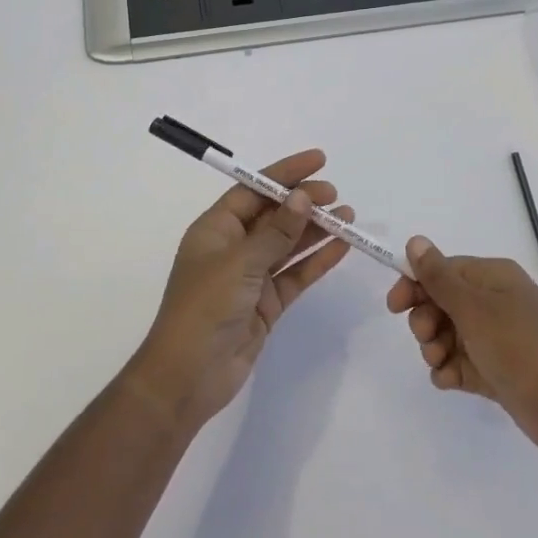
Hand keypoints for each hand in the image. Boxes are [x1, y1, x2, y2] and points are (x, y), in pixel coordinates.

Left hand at [128, 150, 354, 429]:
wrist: (188, 377)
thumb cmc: (204, 309)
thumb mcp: (240, 263)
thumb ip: (276, 232)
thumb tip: (303, 198)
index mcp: (216, 229)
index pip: (253, 189)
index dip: (285, 173)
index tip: (318, 160)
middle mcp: (233, 248)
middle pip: (274, 215)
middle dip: (304, 202)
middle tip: (336, 196)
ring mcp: (251, 277)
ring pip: (289, 244)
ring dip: (316, 230)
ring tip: (348, 218)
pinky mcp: (266, 303)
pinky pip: (296, 274)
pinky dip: (317, 261)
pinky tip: (342, 248)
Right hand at [386, 238, 537, 453]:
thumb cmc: (520, 346)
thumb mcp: (475, 309)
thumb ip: (440, 277)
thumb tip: (416, 240)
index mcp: (492, 278)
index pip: (443, 270)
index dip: (415, 284)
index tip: (394, 306)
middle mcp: (494, 302)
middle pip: (442, 302)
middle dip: (426, 320)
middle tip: (427, 338)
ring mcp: (495, 338)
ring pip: (447, 334)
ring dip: (434, 347)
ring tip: (441, 363)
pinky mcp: (496, 370)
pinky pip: (460, 363)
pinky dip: (450, 370)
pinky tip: (450, 381)